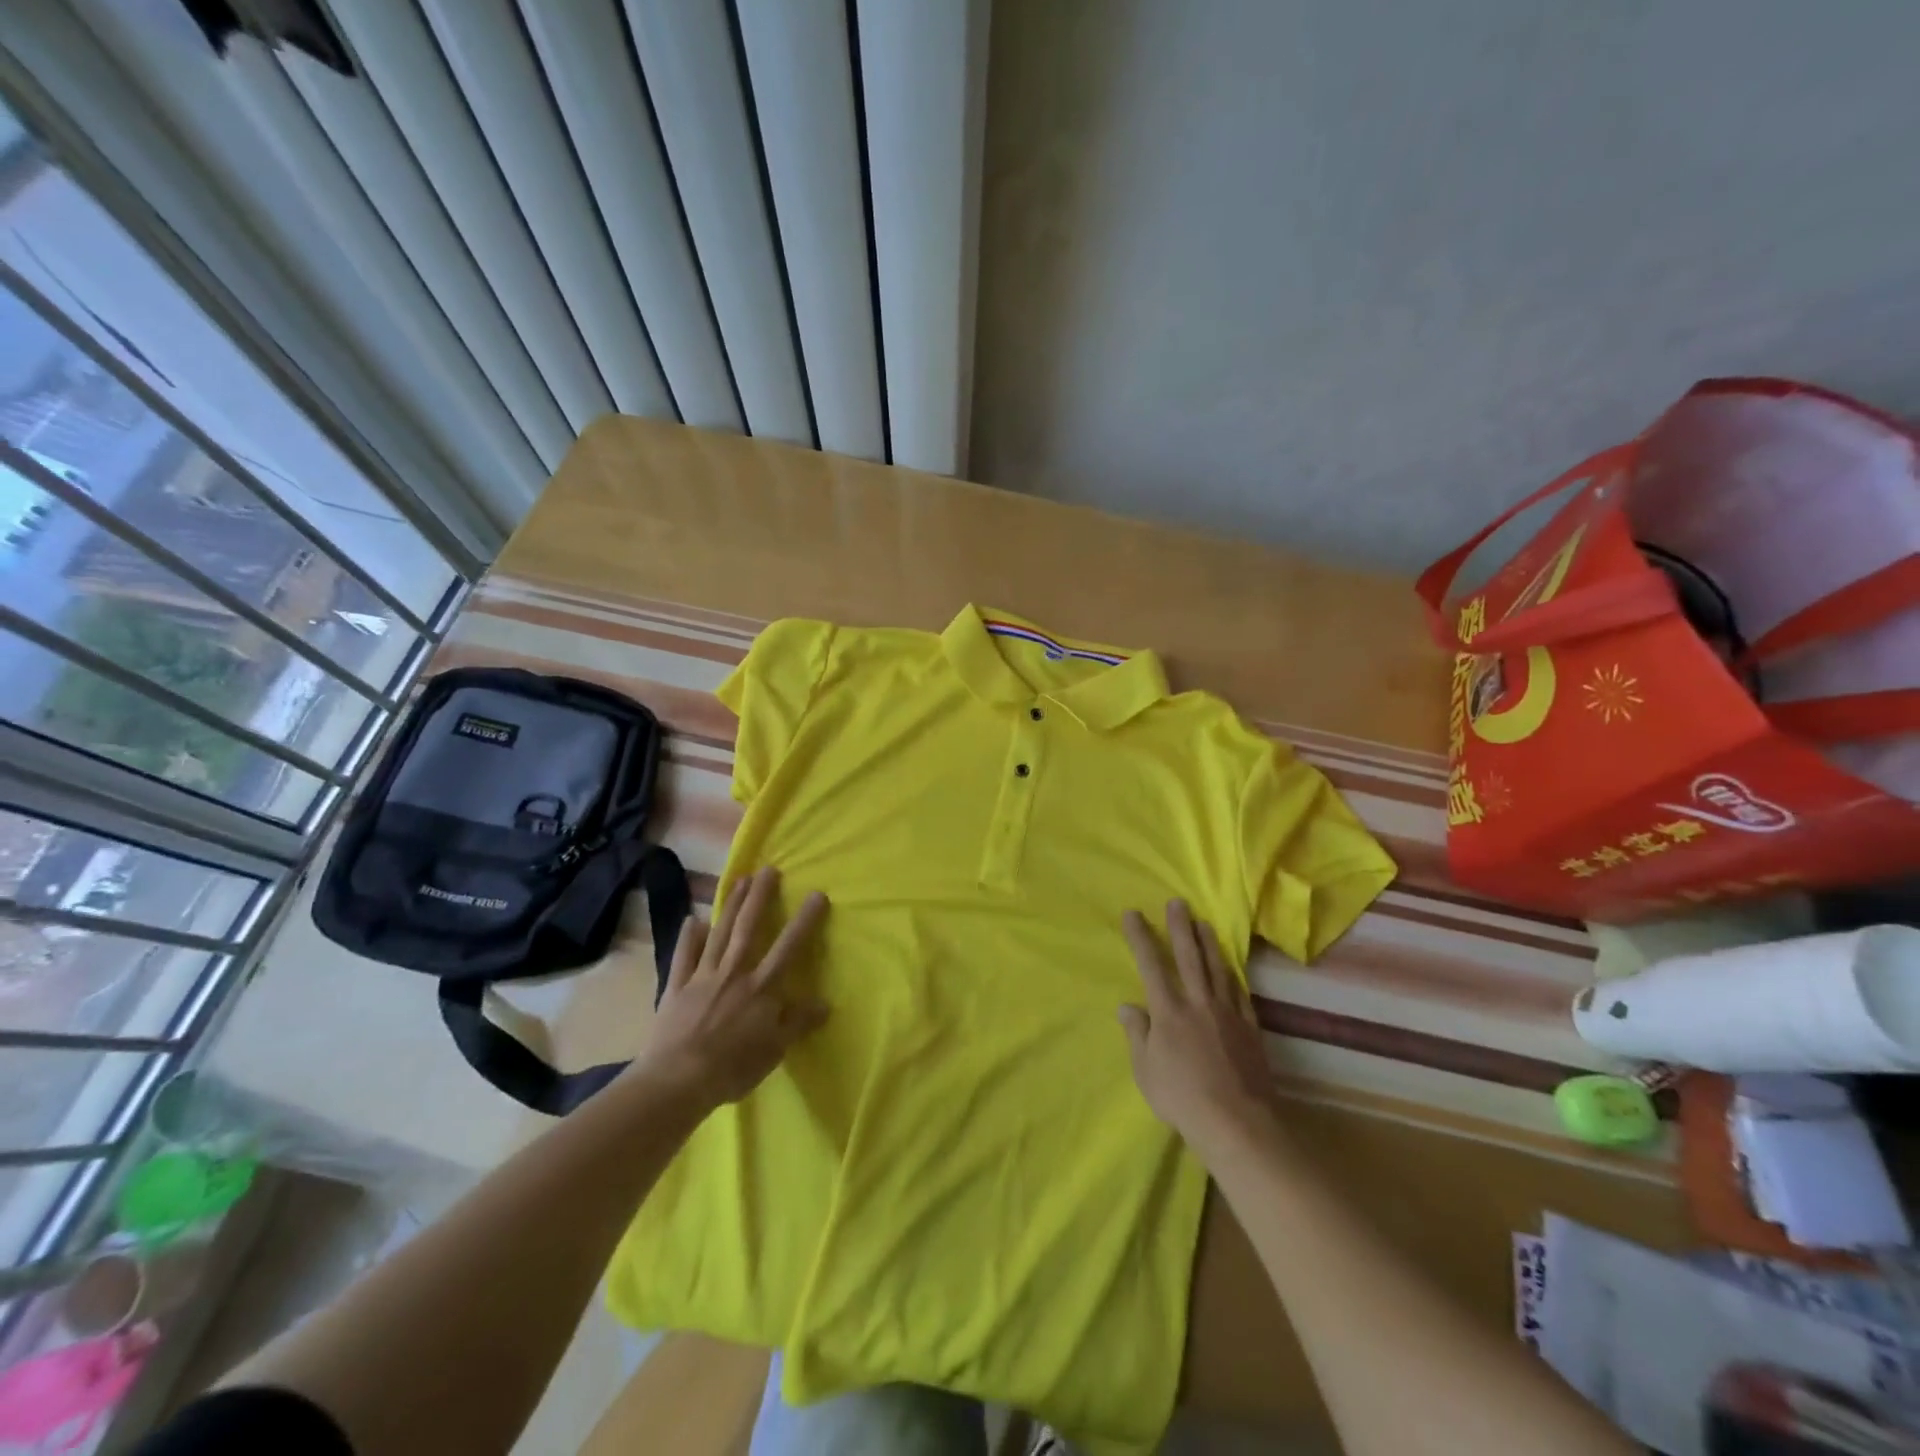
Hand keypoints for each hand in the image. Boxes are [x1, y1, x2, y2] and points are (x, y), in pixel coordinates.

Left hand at [631, 867, 828, 1111]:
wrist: (677, 1080)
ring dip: (731, 905)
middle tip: (768, 869)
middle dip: (760, 897)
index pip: (788, 947)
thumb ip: (798, 1022)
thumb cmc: (733, 1067)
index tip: (816, 894)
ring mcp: (702, 977)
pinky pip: (683, 957)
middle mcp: (734, 972)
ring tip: (740, 880)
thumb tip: (825, 1002)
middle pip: (748, 928)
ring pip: (719, 934)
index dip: (804, 920)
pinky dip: (687, 938)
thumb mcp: (775, 1049)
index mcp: (761, 987)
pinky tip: (692, 920)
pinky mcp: (677, 988)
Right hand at [1118, 901, 1278, 1155]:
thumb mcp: (1146, 1070)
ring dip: (1209, 943)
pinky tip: (1231, 968)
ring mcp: (1227, 1012)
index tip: (1133, 914)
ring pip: (1217, 968)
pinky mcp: (1249, 1027)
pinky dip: (1233, 975)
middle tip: (1177, 902)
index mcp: (1168, 1011)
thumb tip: (1127, 1006)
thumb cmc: (1182, 1097)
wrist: (1237, 1121)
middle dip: (1180, 927)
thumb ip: (1137, 1034)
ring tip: (1204, 924)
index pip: (1150, 964)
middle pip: (1188, 957)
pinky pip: (1240, 992)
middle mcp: (1198, 1002)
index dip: (1141, 937)